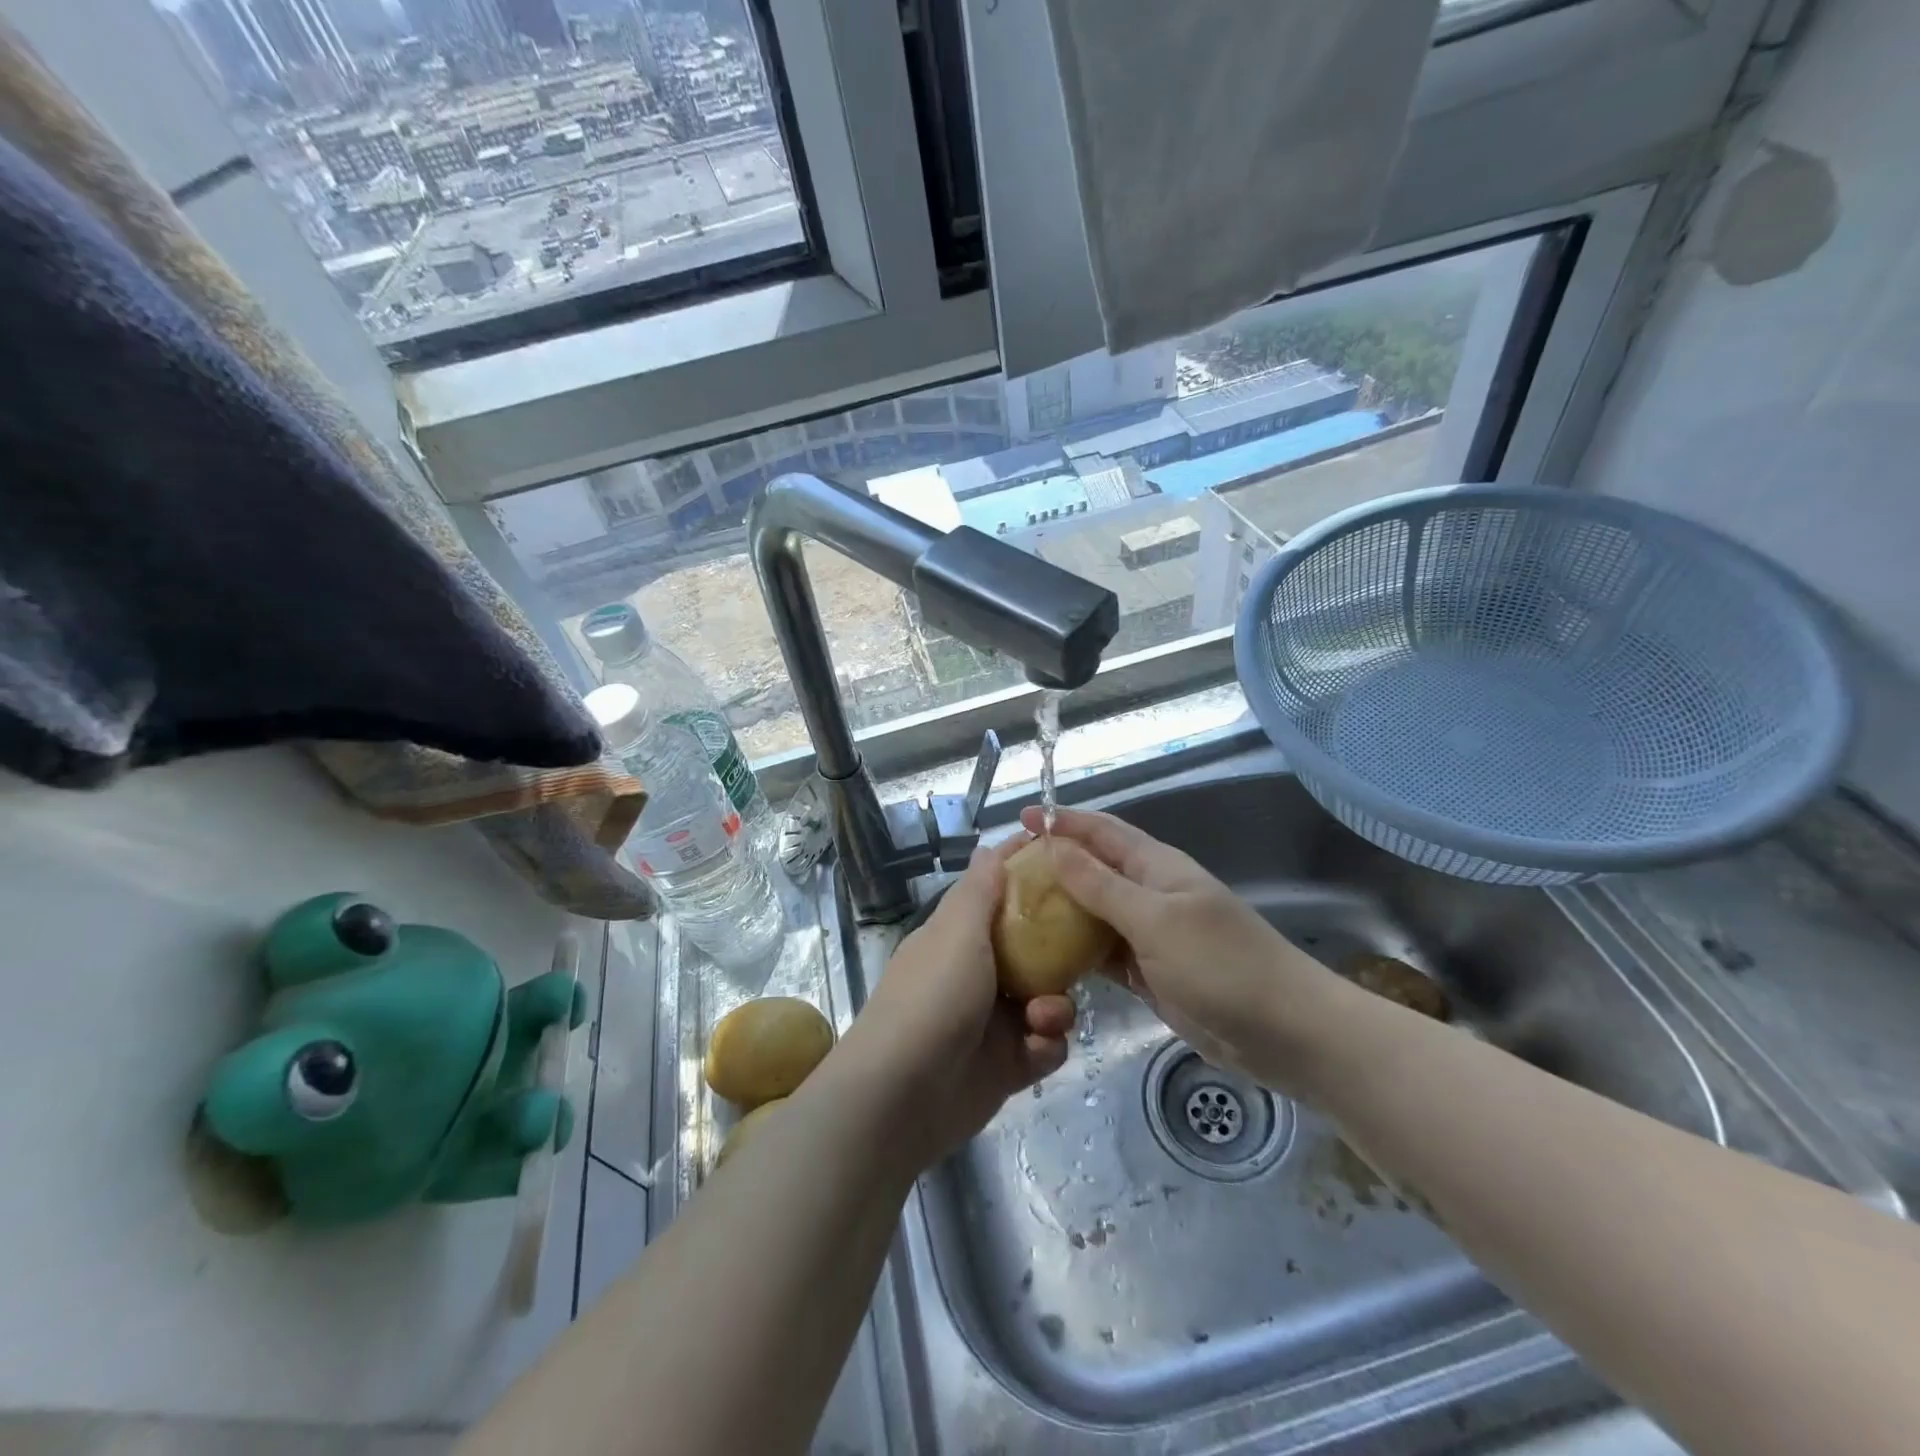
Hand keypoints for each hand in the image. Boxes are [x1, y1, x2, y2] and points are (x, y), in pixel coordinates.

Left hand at [838, 831, 1074, 1168]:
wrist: (900, 1098)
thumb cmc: (932, 999)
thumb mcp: (956, 934)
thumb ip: (979, 891)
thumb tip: (989, 848)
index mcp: (959, 936)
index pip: (997, 891)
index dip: (1026, 872)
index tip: (1066, 858)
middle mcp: (977, 972)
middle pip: (1033, 946)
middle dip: (1058, 951)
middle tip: (1080, 948)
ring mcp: (993, 1020)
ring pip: (1047, 997)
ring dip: (1055, 1006)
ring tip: (1042, 1017)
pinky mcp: (1007, 1064)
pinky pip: (1046, 1044)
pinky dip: (1046, 1045)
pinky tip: (1034, 1050)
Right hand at [1018, 806, 1348, 1096]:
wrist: (1284, 1033)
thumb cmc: (1221, 965)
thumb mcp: (1155, 920)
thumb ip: (1101, 885)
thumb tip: (1053, 846)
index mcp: (1156, 867)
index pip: (1101, 832)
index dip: (1063, 822)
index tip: (1021, 820)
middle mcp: (1150, 893)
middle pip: (1093, 870)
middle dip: (1054, 866)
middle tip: (1006, 875)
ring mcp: (1150, 935)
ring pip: (1094, 913)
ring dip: (1060, 910)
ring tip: (1014, 913)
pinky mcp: (1149, 972)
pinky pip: (1103, 952)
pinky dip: (1076, 951)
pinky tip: (1044, 958)